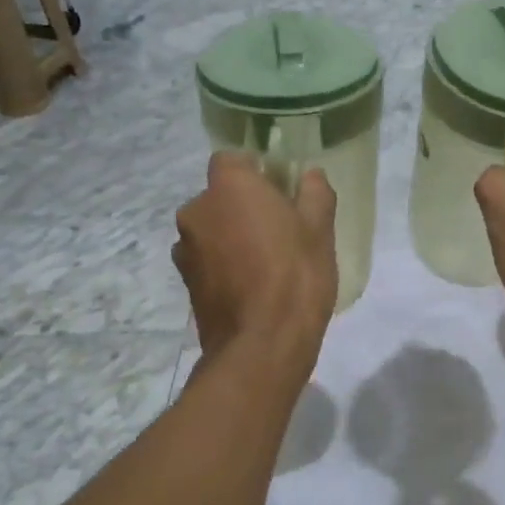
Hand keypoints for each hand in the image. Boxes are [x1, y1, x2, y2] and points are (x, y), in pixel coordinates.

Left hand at [174, 152, 337, 375]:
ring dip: (230, 236)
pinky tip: (250, 285)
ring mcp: (185, 249)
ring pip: (211, 229)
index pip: (232, 159)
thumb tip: (310, 175)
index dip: (254, 171)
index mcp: (229, 187)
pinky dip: (223, 264)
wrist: (262, 345)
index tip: (279, 189)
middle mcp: (196, 210)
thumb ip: (315, 193)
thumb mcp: (320, 229)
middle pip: (220, 196)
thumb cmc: (296, 274)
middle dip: (243, 205)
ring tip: (264, 261)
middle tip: (278, 227)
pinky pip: (206, 259)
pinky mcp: (185, 282)